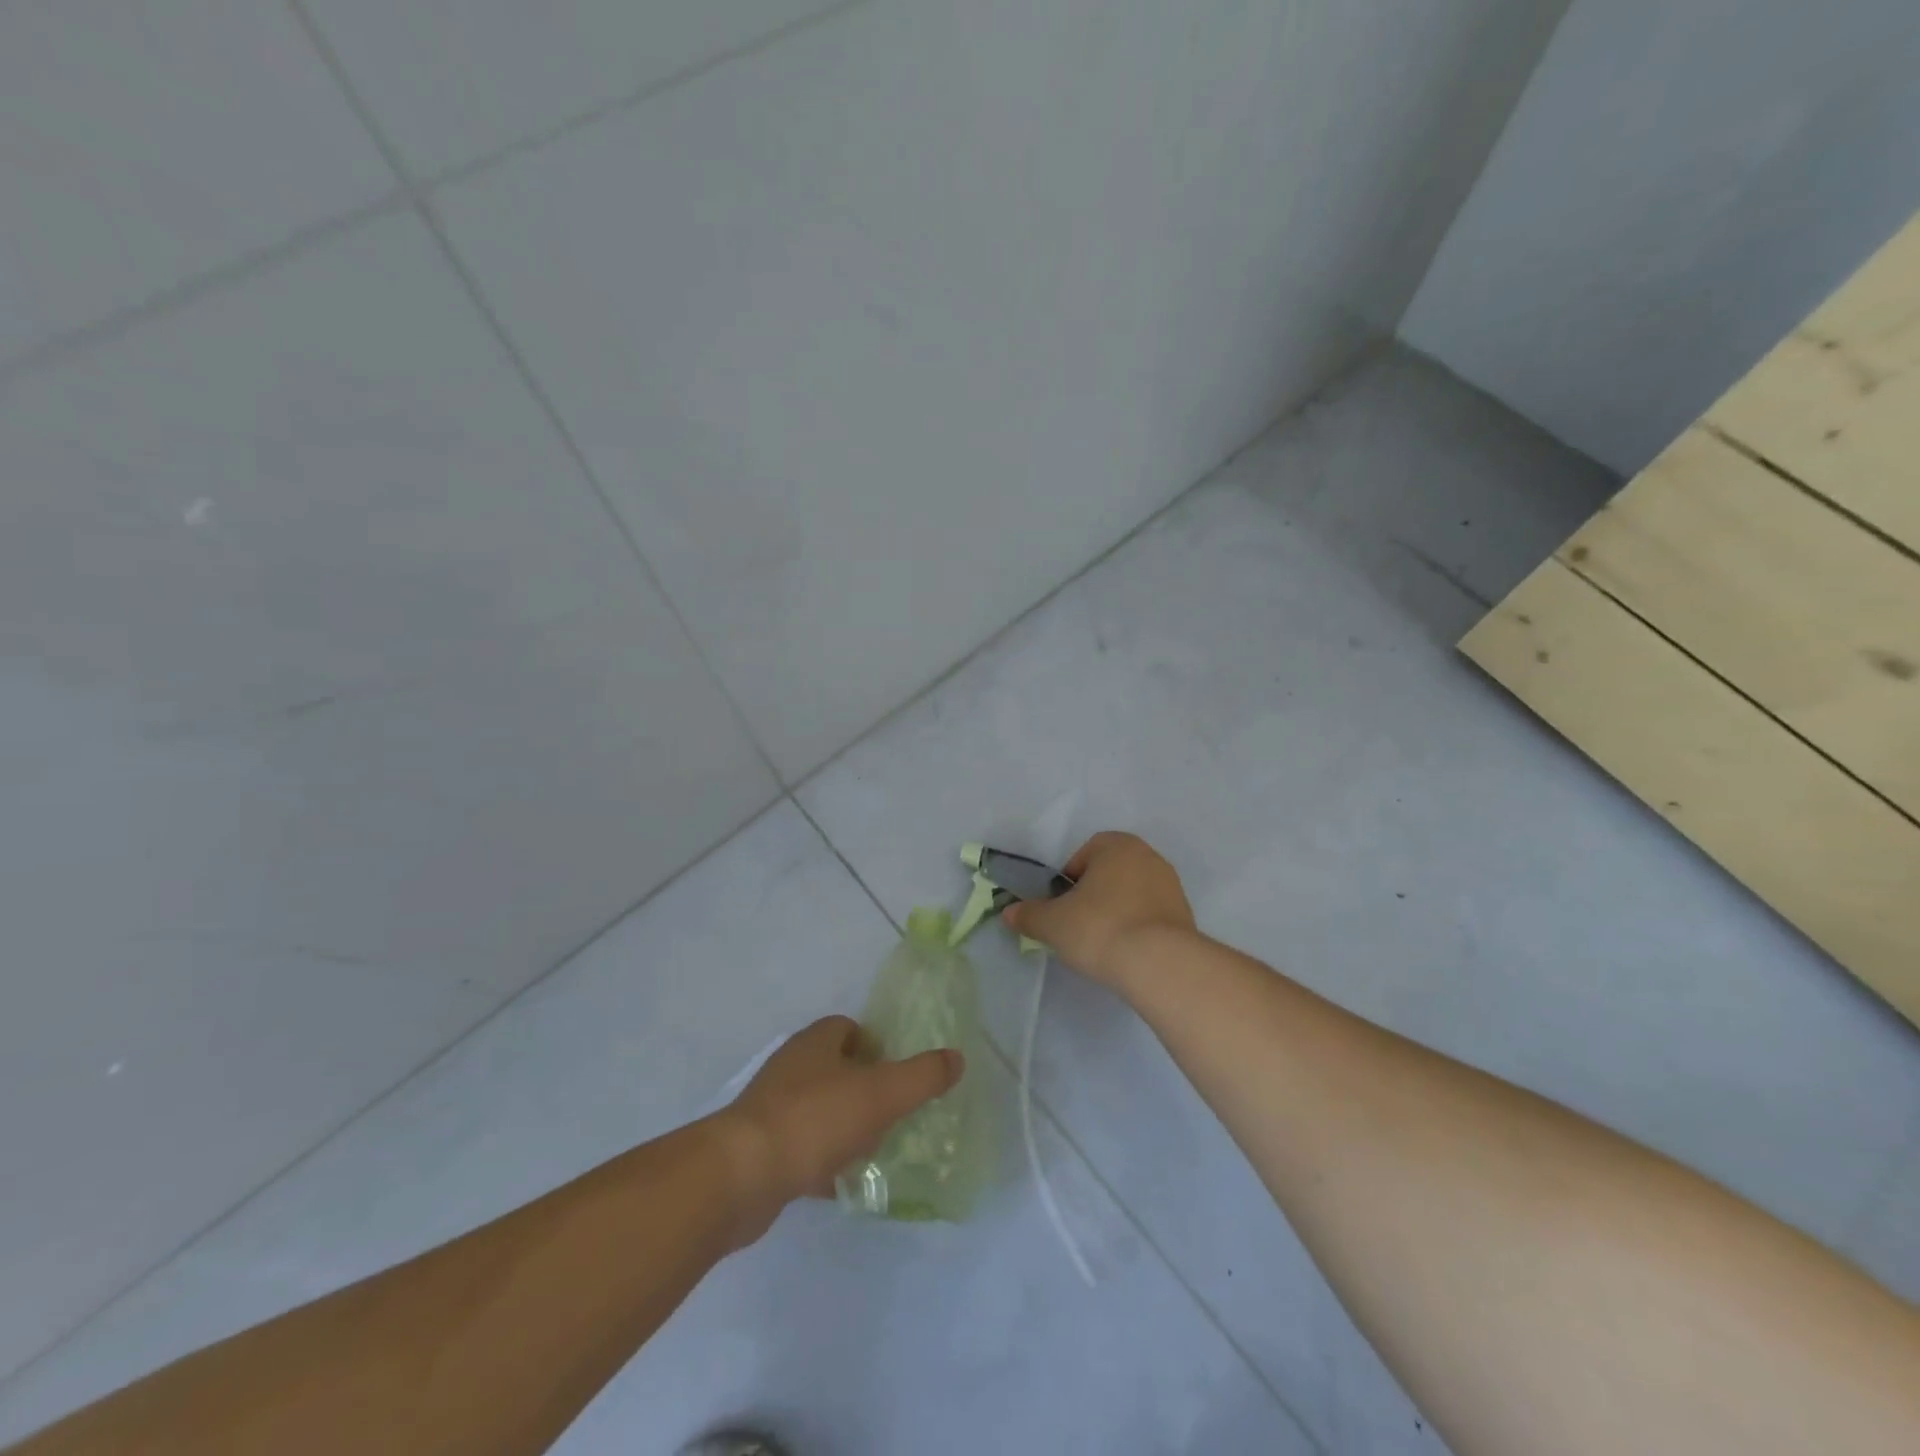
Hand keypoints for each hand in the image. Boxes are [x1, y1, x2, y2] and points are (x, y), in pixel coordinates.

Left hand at [721, 1016, 961, 1237]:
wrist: (740, 1176)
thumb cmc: (815, 1120)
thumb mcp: (881, 1094)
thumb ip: (922, 1076)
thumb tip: (957, 1058)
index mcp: (816, 1042)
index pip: (850, 1029)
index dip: (877, 1046)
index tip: (898, 1074)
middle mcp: (791, 1068)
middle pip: (836, 1069)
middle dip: (865, 1089)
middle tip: (894, 1114)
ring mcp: (771, 1109)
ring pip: (820, 1110)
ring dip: (845, 1127)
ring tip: (875, 1151)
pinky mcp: (760, 1149)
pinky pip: (801, 1149)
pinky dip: (823, 1163)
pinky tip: (843, 1184)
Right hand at [1002, 831, 1196, 989]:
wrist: (1160, 965)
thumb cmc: (1100, 928)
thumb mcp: (1052, 923)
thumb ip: (1029, 915)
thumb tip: (1009, 913)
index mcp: (1117, 845)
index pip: (1085, 853)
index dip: (1069, 879)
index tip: (1062, 905)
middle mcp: (1148, 857)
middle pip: (1110, 872)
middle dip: (1093, 895)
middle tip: (1078, 924)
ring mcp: (1172, 886)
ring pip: (1132, 894)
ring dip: (1117, 911)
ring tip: (1103, 943)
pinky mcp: (1186, 916)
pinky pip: (1151, 916)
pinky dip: (1138, 928)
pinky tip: (1127, 953)